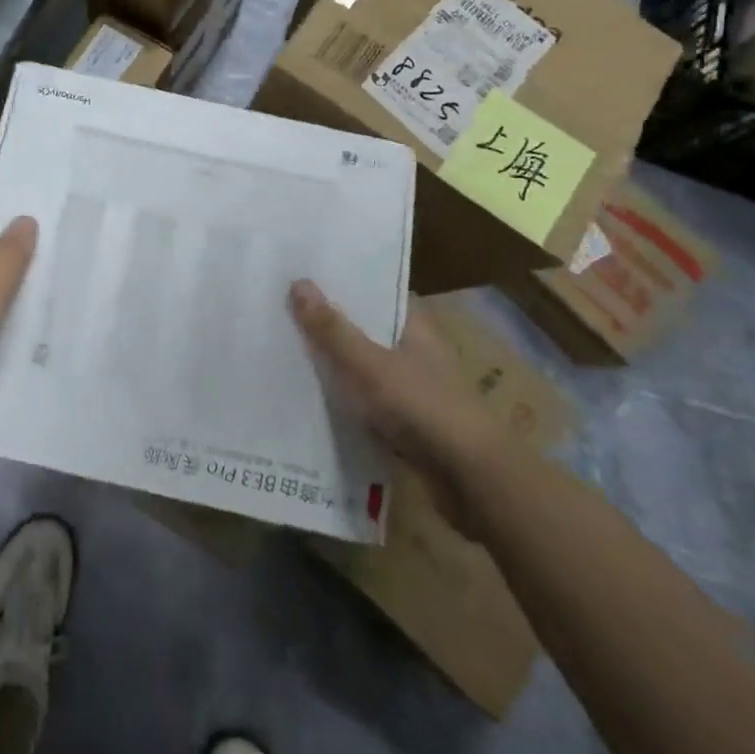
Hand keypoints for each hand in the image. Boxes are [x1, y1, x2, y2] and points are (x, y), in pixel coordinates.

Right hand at [287, 279, 502, 526]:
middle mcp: (415, 351)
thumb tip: (297, 282)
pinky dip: (342, 398)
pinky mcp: (405, 423)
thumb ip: (332, 329)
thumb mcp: (370, 365)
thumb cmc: (423, 408)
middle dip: (329, 320)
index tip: (304, 271)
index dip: (344, 280)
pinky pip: (365, 401)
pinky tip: (307, 395)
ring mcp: (412, 388)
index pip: (377, 289)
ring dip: (333, 361)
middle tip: (280, 306)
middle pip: (366, 327)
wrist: (474, 482)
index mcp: (415, 326)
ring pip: (363, 365)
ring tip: (283, 346)